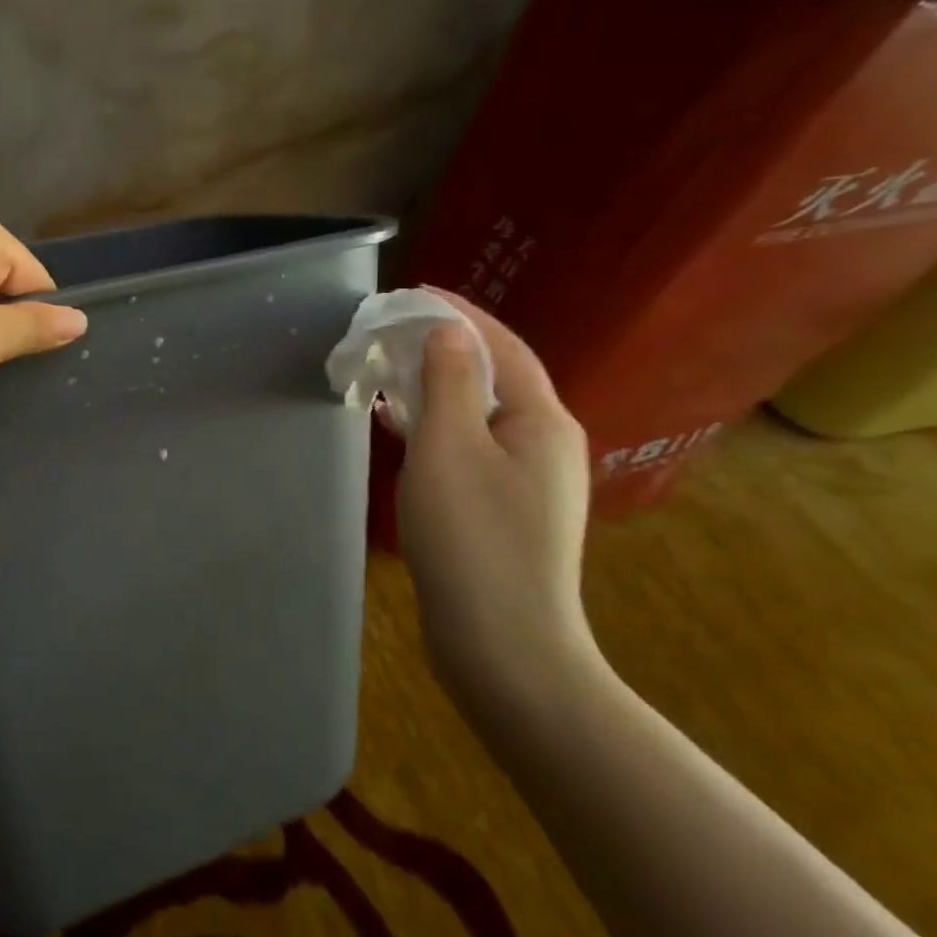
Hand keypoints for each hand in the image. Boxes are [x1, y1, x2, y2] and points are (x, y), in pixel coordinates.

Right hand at [395, 291, 594, 706]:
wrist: (503, 644)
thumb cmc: (472, 538)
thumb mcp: (449, 449)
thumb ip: (448, 383)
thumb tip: (449, 331)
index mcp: (541, 420)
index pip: (501, 346)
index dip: (459, 314)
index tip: (413, 292)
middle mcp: (545, 442)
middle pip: (494, 376)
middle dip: (446, 347)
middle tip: (393, 330)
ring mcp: (527, 480)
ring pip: (479, 413)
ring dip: (438, 386)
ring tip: (392, 369)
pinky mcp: (504, 508)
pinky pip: (469, 446)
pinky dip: (436, 424)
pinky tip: (404, 428)